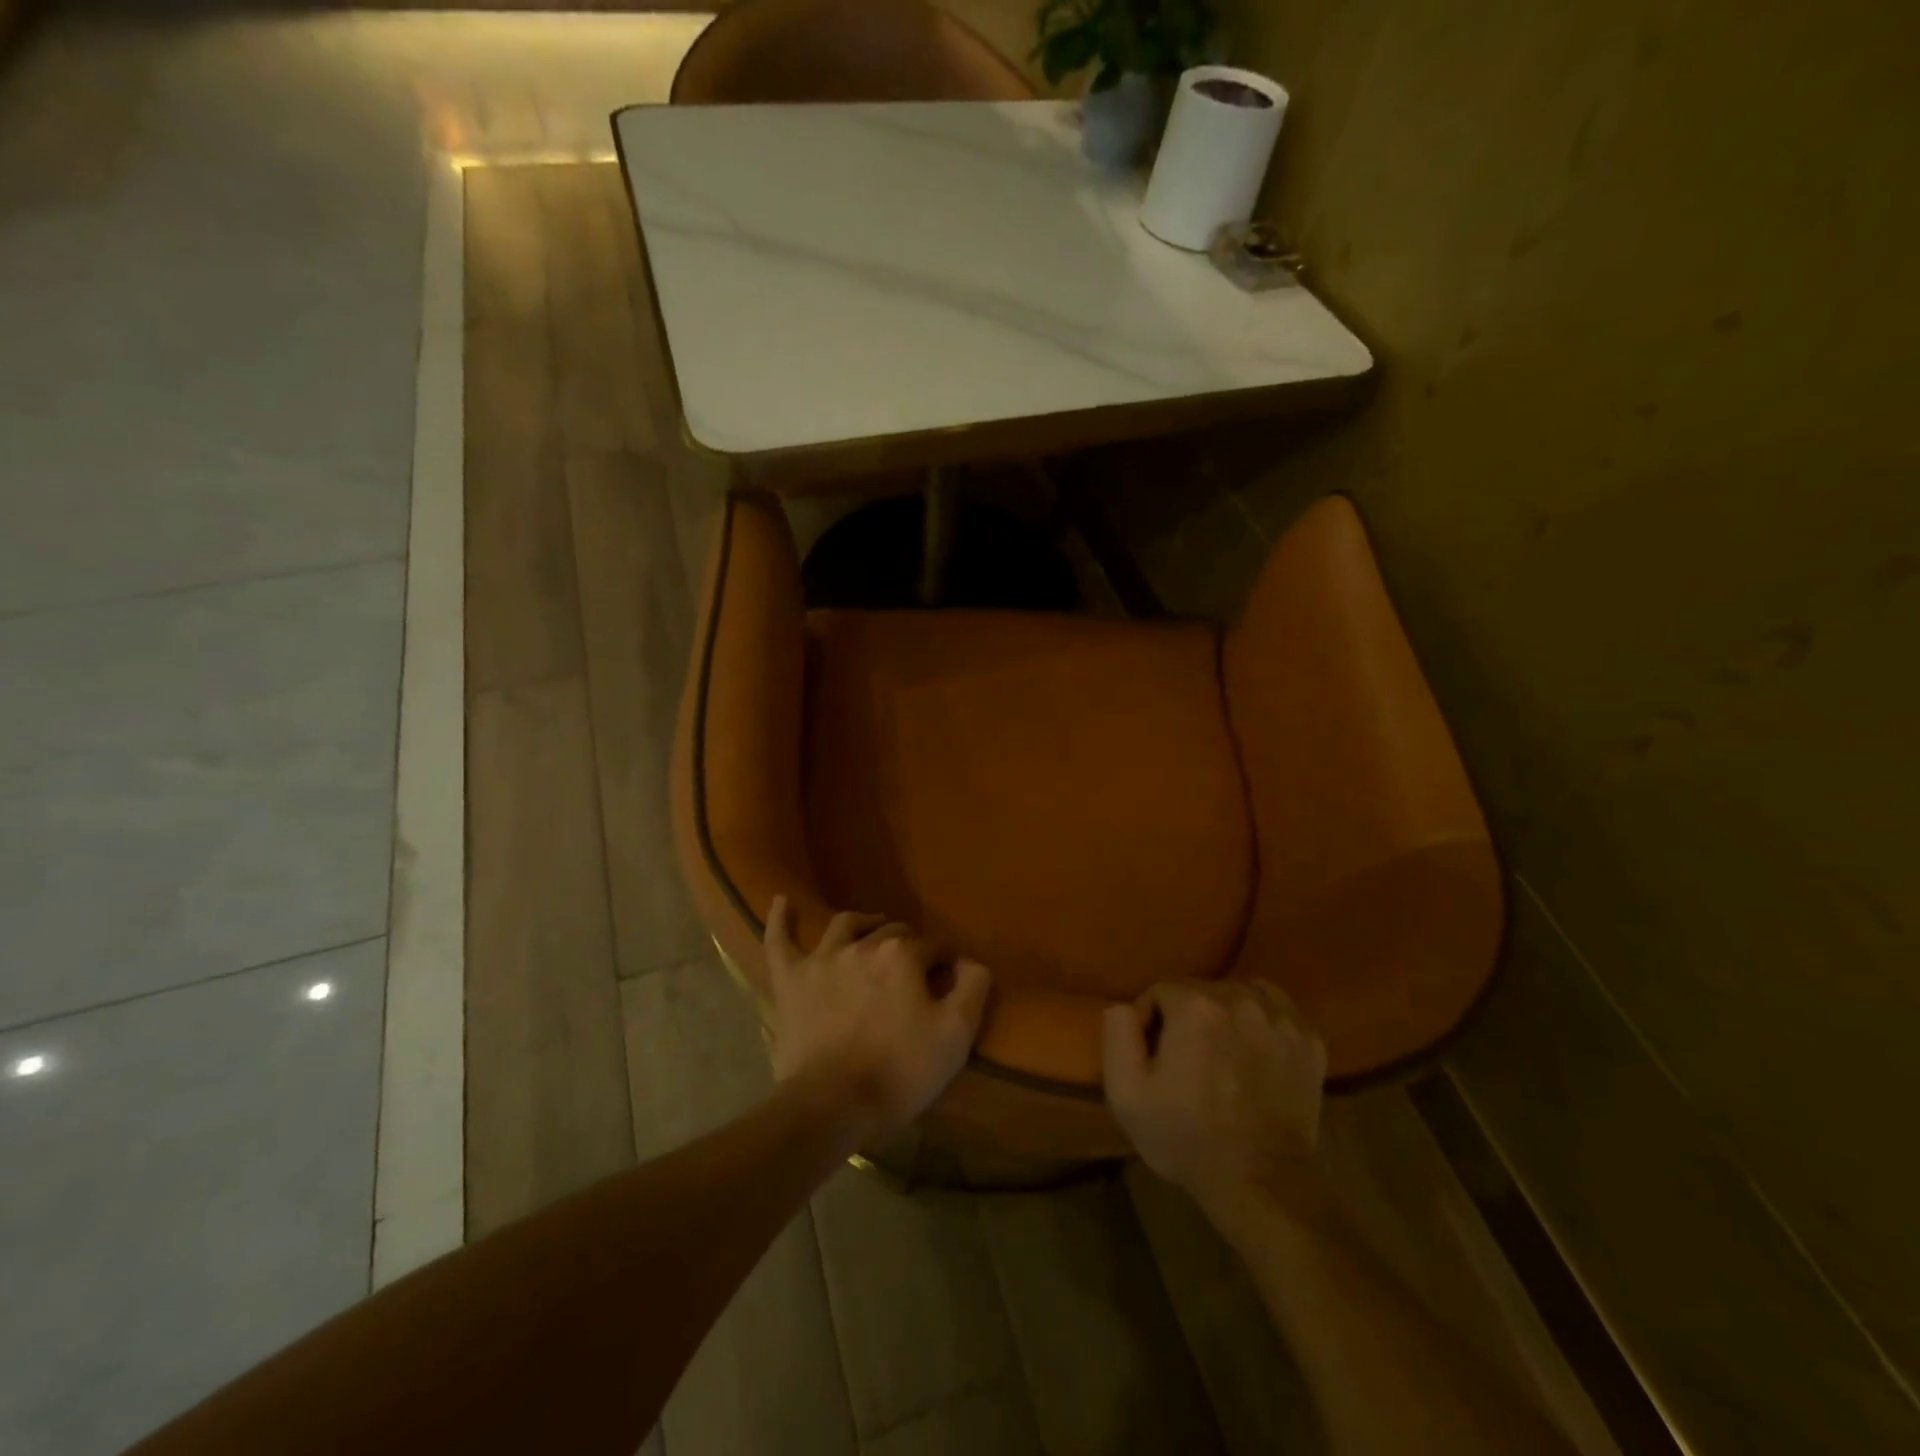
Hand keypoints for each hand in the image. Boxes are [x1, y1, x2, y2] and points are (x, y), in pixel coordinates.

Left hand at [764, 896, 990, 1142]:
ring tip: (873, 928)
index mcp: (903, 955)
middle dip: (908, 946)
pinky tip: (781, 901)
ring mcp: (822, 959)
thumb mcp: (956, 1034)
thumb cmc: (900, 1071)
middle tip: (913, 974)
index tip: (947, 985)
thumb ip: (973, 986)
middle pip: (892, 933)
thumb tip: (969, 961)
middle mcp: (863, 945)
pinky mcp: (790, 980)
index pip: (933, 947)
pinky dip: (781, 919)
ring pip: (846, 925)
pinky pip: (780, 941)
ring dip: (864, 923)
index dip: (944, 964)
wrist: (833, 1105)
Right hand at [1102, 980, 1327, 1218]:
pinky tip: (1253, 1048)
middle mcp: (1239, 999)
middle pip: (1199, 991)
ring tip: (1221, 1056)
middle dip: (1186, 1018)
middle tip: (1185, 1061)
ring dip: (1222, 1016)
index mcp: (1194, 1007)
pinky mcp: (1309, 1039)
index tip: (1154, 1058)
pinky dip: (1260, 1017)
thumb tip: (1125, 1006)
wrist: (1261, 1185)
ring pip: (1236, 995)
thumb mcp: (1127, 1094)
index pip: (1160, 991)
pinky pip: (1275, 1006)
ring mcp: (1280, 1018)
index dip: (1150, 1023)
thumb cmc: (1187, 1138)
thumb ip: (1118, 1034)